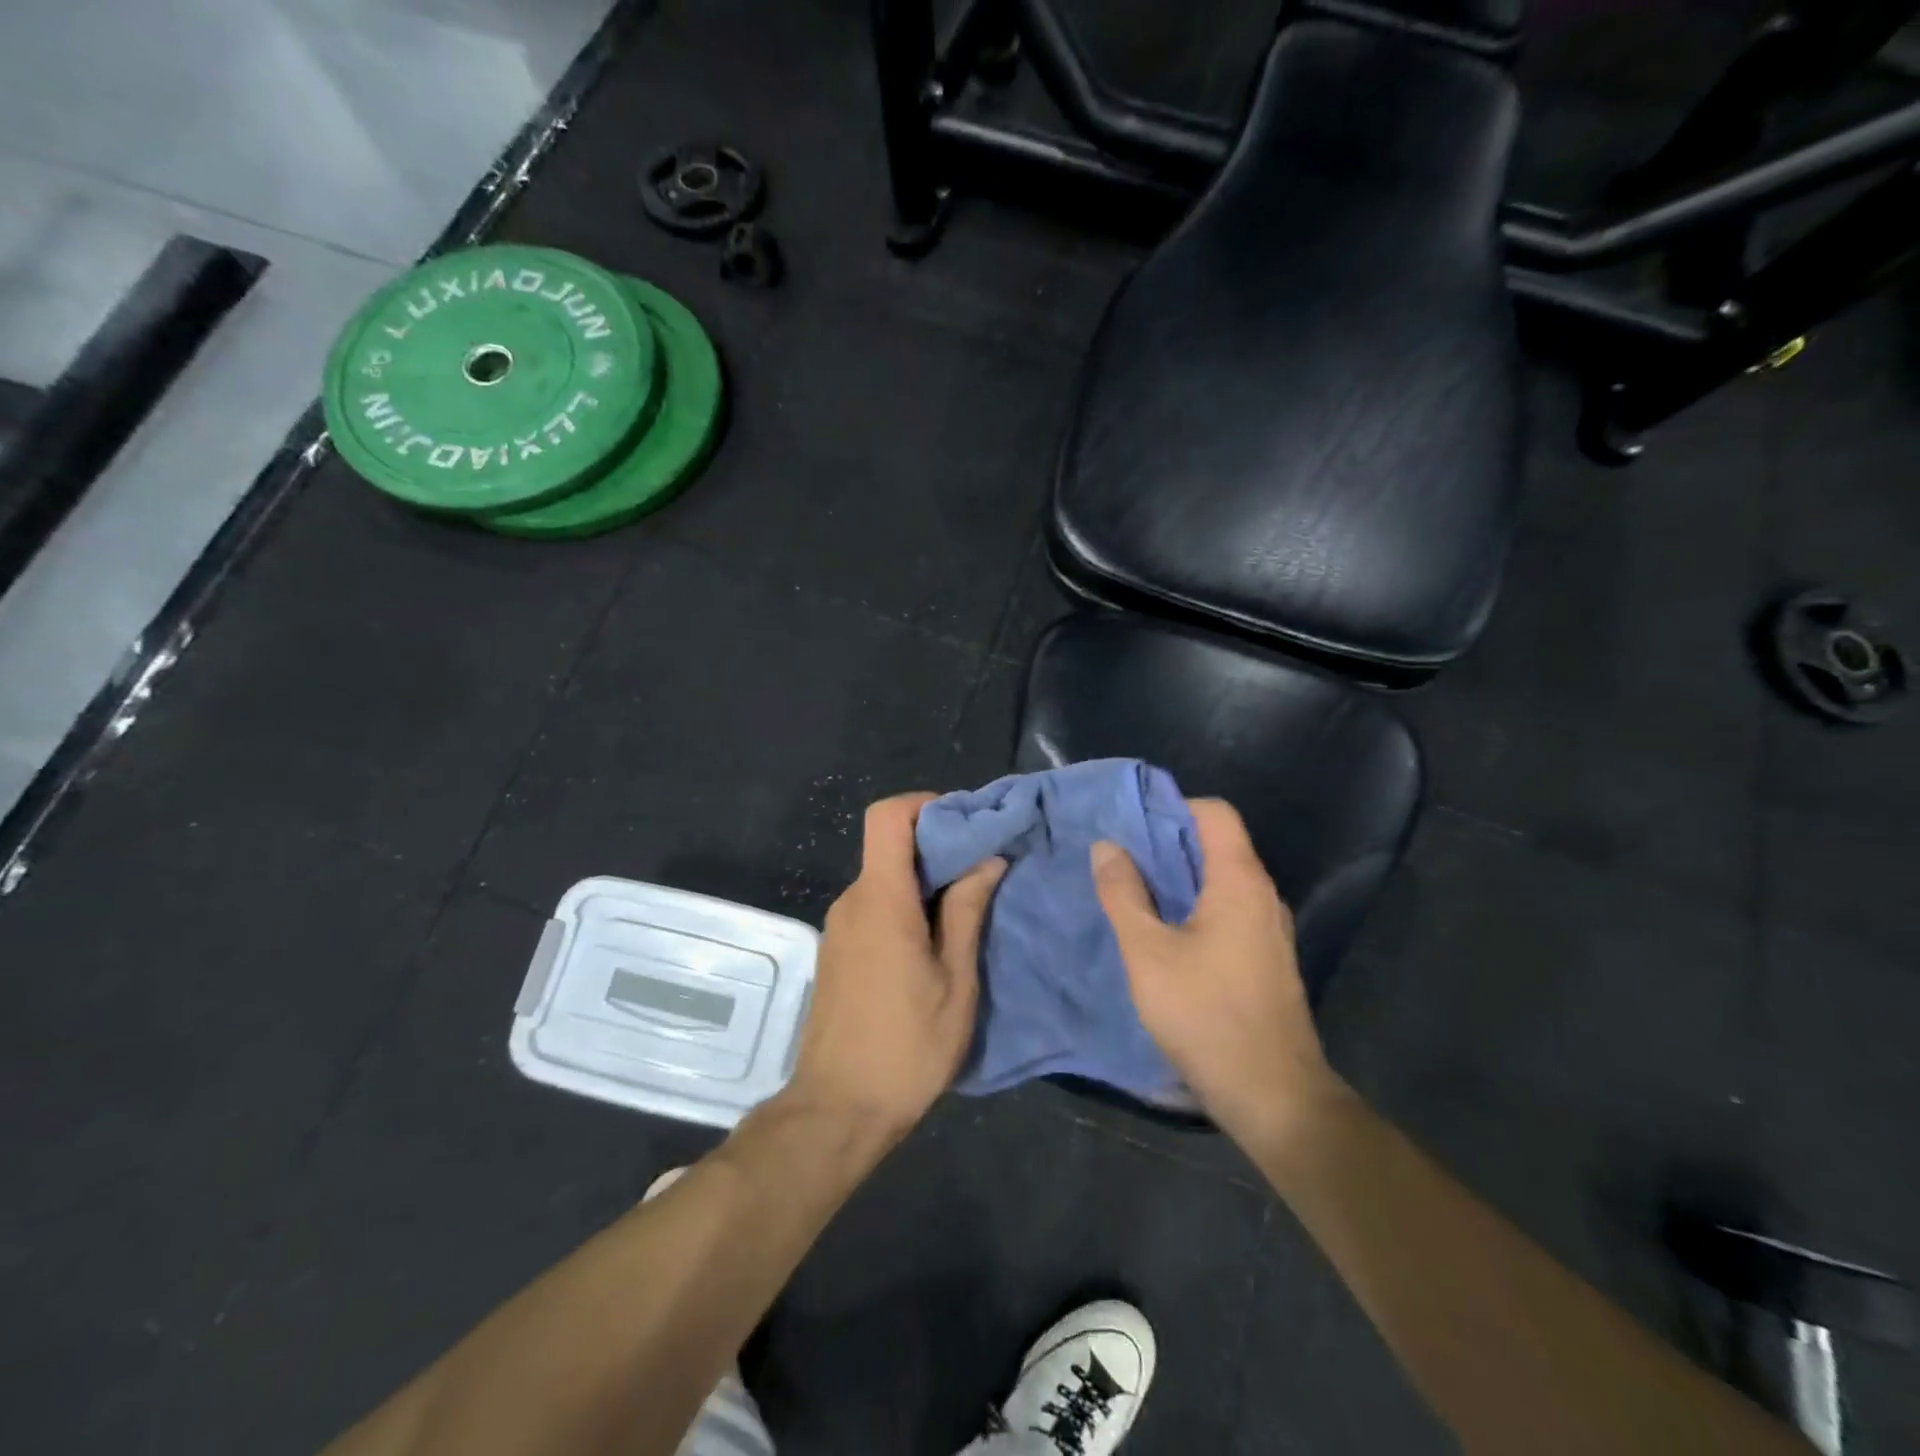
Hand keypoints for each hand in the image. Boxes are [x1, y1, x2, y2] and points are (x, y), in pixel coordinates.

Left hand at [783, 793, 1006, 1144]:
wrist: (837, 1110)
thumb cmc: (907, 1047)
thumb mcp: (955, 980)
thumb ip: (967, 911)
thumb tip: (987, 858)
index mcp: (881, 899)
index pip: (888, 816)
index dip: (925, 804)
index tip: (966, 823)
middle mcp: (852, 901)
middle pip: (889, 845)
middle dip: (938, 845)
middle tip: (984, 868)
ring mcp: (839, 926)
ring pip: (884, 878)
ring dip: (924, 880)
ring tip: (968, 907)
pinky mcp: (838, 950)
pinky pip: (874, 906)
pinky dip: (906, 905)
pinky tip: (935, 941)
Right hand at [1091, 799, 1345, 1144]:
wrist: (1275, 1098)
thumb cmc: (1206, 1016)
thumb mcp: (1148, 953)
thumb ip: (1124, 894)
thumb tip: (1107, 846)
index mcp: (1240, 881)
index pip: (1215, 813)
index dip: (1173, 807)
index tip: (1130, 824)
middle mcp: (1262, 896)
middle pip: (1217, 844)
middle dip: (1165, 844)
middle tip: (1118, 857)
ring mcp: (1269, 930)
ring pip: (1220, 881)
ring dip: (1177, 879)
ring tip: (1132, 892)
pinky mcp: (1266, 960)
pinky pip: (1227, 912)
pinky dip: (1193, 908)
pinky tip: (1162, 934)